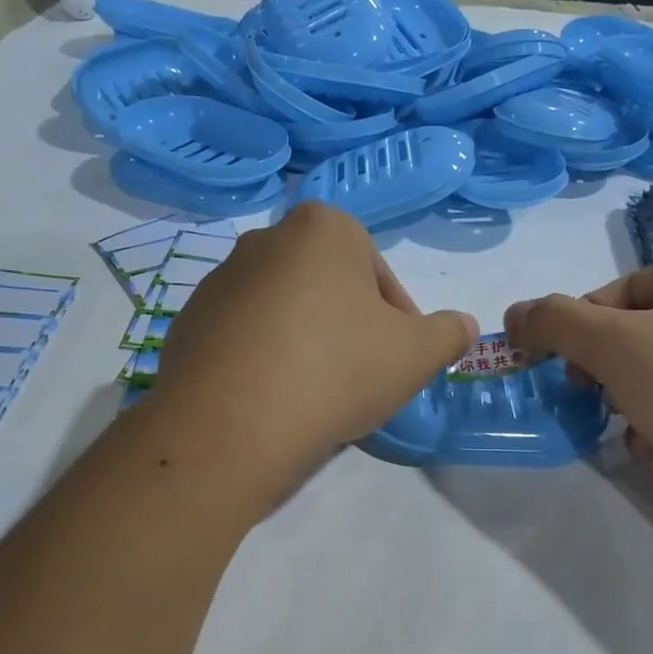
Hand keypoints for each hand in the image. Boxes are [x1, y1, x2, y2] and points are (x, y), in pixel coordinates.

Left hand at [153, 202, 477, 509]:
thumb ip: (449, 333)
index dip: (397, 319)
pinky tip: (272, 399)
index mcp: (323, 227)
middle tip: (359, 376)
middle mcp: (265, 239)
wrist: (230, 426)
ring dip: (306, 341)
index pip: (377, 273)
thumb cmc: (336, 372)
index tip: (396, 359)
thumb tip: (464, 326)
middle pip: (327, 287)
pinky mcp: (188, 321)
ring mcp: (219, 280)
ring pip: (284, 310)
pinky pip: (243, 336)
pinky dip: (263, 359)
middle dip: (348, 326)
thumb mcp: (416, 354)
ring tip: (314, 393)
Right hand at [505, 253, 652, 534]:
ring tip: (634, 426)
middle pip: (640, 329)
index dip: (580, 327)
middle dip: (608, 367)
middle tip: (593, 393)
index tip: (562, 366)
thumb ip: (555, 322)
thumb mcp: (614, 345)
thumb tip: (515, 313)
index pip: (620, 289)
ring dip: (632, 397)